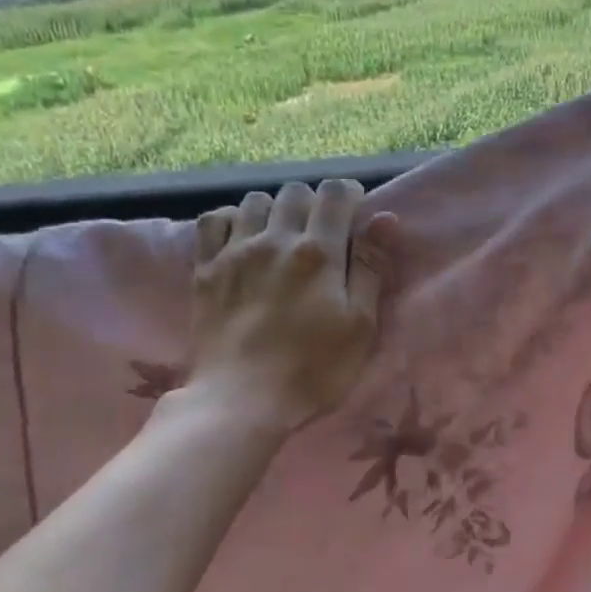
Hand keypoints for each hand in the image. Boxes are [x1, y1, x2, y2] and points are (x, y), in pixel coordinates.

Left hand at [185, 180, 397, 433]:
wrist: (241, 400)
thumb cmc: (313, 370)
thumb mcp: (360, 326)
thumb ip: (371, 268)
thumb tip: (384, 217)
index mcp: (319, 253)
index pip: (334, 194)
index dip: (348, 194)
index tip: (354, 211)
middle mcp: (276, 239)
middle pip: (295, 191)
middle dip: (313, 202)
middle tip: (321, 232)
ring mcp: (235, 252)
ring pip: (255, 200)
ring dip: (275, 210)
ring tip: (282, 236)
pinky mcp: (206, 269)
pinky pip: (214, 219)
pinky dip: (232, 219)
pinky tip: (242, 238)